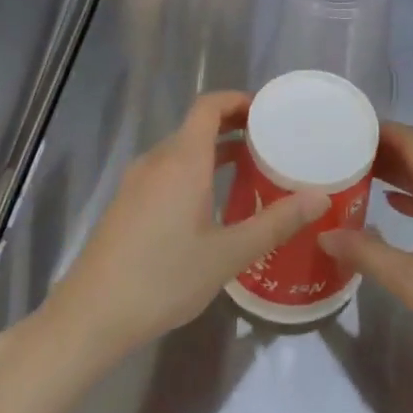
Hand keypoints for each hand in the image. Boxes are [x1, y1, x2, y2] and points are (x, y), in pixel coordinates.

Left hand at [41, 92, 328, 367]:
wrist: (93, 313)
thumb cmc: (164, 277)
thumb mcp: (228, 254)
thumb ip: (275, 222)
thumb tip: (320, 197)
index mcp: (182, 161)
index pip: (208, 107)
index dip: (237, 100)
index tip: (268, 111)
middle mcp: (156, 161)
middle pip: (195, 127)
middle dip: (233, 128)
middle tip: (272, 144)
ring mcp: (136, 181)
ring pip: (180, 151)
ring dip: (214, 152)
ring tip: (250, 171)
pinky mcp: (126, 203)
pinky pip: (166, 172)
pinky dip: (194, 171)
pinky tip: (212, 204)